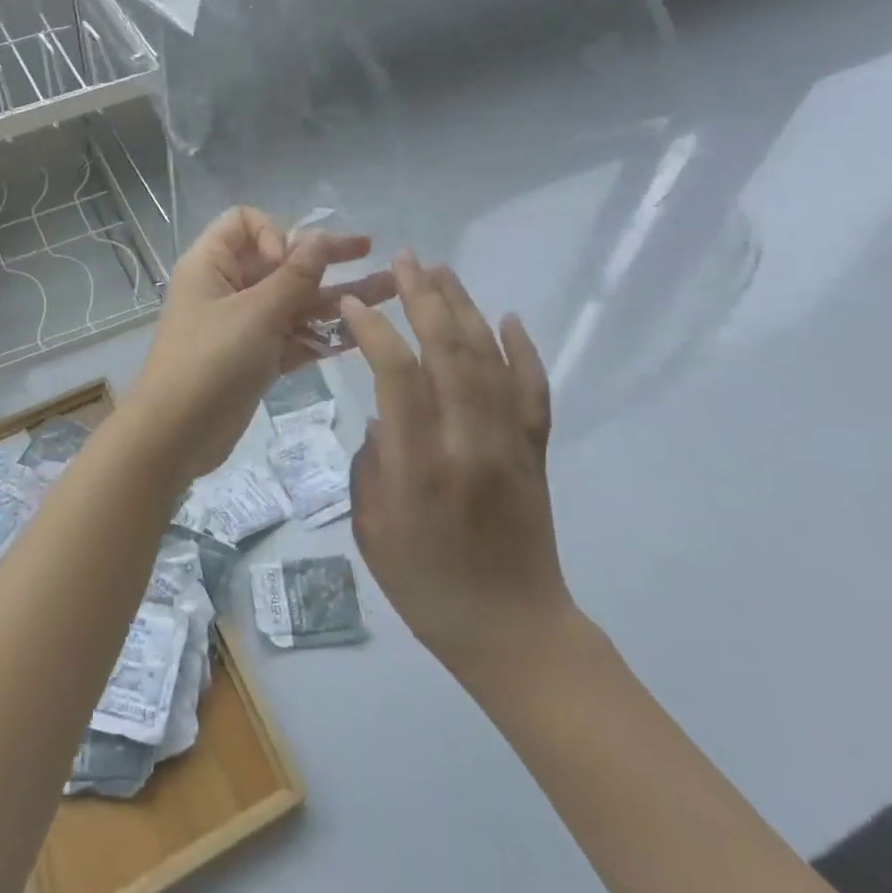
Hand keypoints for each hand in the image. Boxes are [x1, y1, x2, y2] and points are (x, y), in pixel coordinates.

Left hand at [129, 207, 394, 485]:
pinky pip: (295, 334)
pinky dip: (323, 332)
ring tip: (389, 289)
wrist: (175, 436)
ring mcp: (244, 323)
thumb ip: (294, 275)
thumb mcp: (256, 313)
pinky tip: (364, 331)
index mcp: (212, 263)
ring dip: (335, 295)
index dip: (274, 232)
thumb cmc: (210, 361)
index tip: (288, 262)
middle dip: (323, 256)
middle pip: (279, 259)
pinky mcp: (257, 356)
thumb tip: (320, 236)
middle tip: (368, 249)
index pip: (245, 221)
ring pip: (294, 300)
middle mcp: (228, 286)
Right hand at [342, 253, 572, 672]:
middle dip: (424, 299)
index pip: (398, 377)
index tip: (355, 305)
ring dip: (465, 309)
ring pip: (490, 359)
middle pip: (449, 352)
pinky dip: (523, 349)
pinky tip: (508, 317)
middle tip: (406, 260)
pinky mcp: (536, 451)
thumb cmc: (427, 587)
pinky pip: (533, 389)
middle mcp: (469, 443)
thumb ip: (370, 464)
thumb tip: (384, 416)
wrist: (514, 632)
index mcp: (421, 466)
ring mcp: (510, 443)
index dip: (375, 332)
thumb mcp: (373, 530)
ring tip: (441, 271)